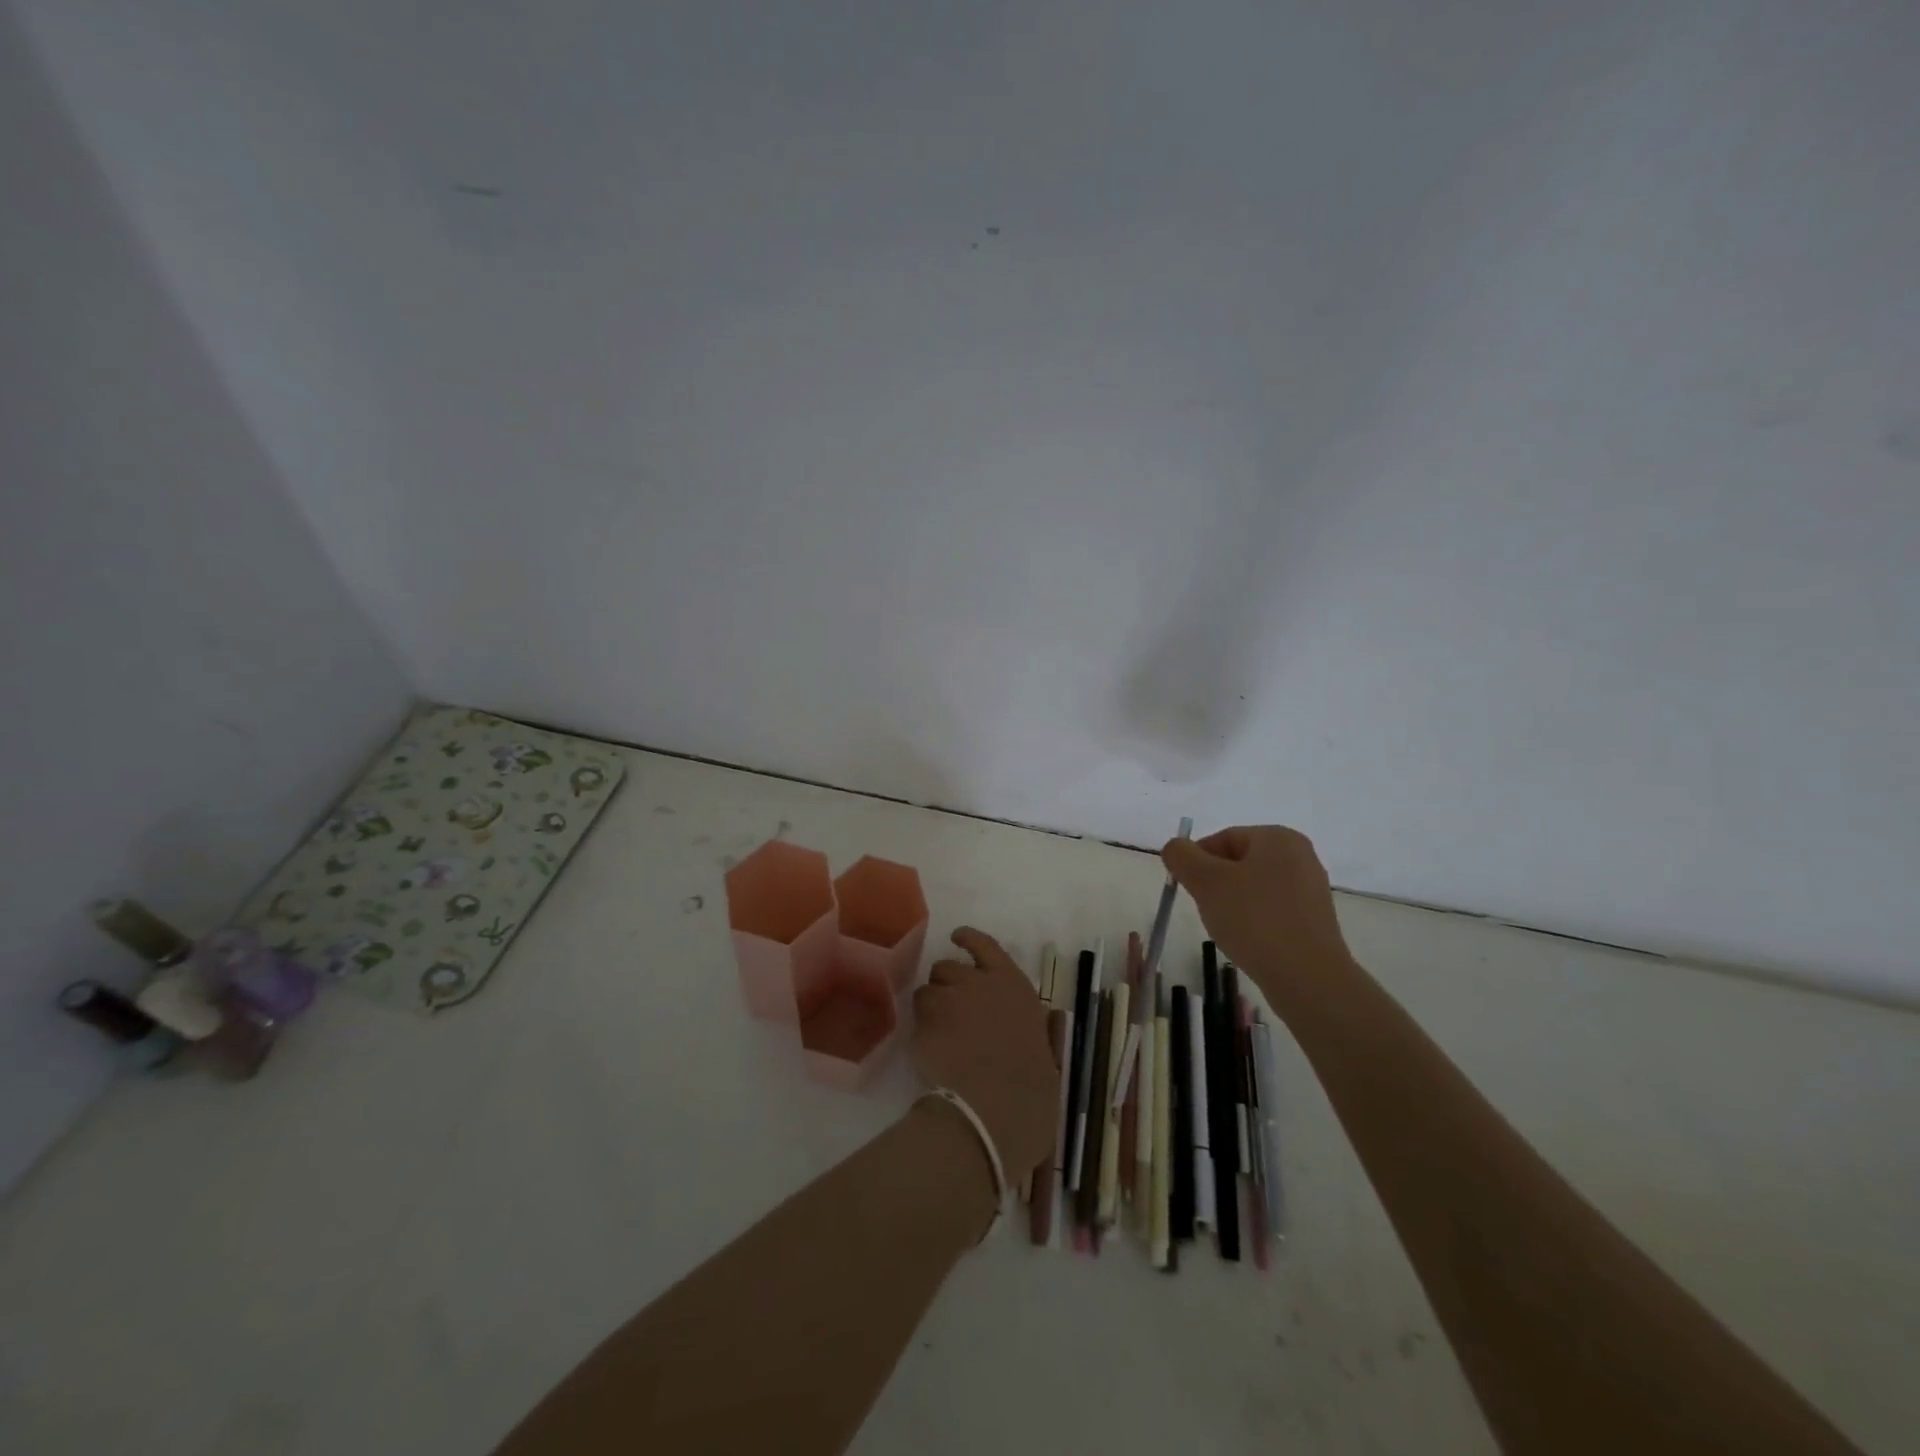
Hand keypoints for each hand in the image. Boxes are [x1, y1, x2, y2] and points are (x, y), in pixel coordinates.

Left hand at [911, 928, 1058, 1184]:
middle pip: (949, 967)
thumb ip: (1029, 1030)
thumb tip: (1026, 1028)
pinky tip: (929, 1050)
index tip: (957, 937)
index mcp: (1016, 987)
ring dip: (931, 1005)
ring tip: (938, 1032)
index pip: (987, 946)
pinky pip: (916, 1018)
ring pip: (928, 990)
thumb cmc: (1032, 1093)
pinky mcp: (924, 1024)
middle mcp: (981, 984)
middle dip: (947, 983)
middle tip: (951, 1008)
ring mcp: (949, 1000)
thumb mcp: (1043, 1052)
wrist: (994, 1114)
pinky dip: (920, 1030)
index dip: (969, 940)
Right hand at [1161, 825, 1356, 1017]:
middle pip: (1238, 862)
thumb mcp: (1206, 881)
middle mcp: (1300, 856)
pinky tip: (1247, 941)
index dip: (1197, 861)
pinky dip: (1254, 920)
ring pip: (1253, 887)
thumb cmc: (1254, 919)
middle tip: (1205, 908)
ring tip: (1227, 928)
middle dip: (1215, 883)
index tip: (1186, 888)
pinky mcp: (1314, 919)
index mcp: (1277, 837)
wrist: (1307, 977)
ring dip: (1232, 903)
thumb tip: (1175, 848)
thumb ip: (1181, 856)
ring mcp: (1311, 889)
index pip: (1222, 838)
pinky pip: (1271, 909)